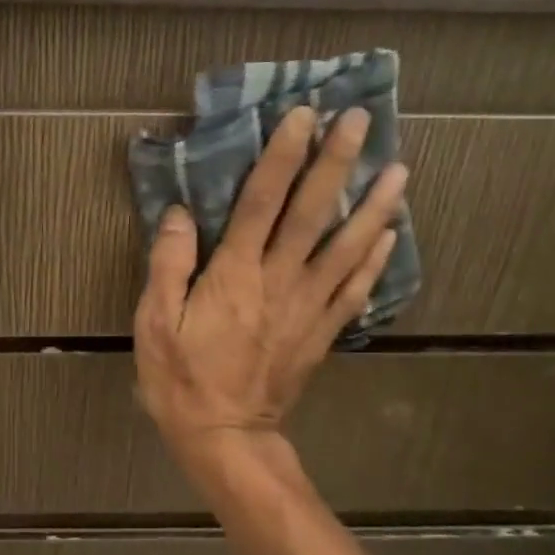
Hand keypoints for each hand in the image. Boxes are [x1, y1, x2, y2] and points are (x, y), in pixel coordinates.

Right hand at [134, 105, 406, 462]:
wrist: (225, 438)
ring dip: (375, 206)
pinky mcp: (321, 332)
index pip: (263, 202)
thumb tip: (181, 213)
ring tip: (398, 169)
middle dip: (335, 164)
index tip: (303, 116)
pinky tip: (390, 235)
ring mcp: (307, 307)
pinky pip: (354, 290)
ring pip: (347, 248)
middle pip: (312, 213)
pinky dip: (374, 260)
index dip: (283, 156)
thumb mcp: (155, 323)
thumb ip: (169, 265)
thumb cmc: (181, 378)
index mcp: (235, 275)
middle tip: (360, 121)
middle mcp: (279, 281)